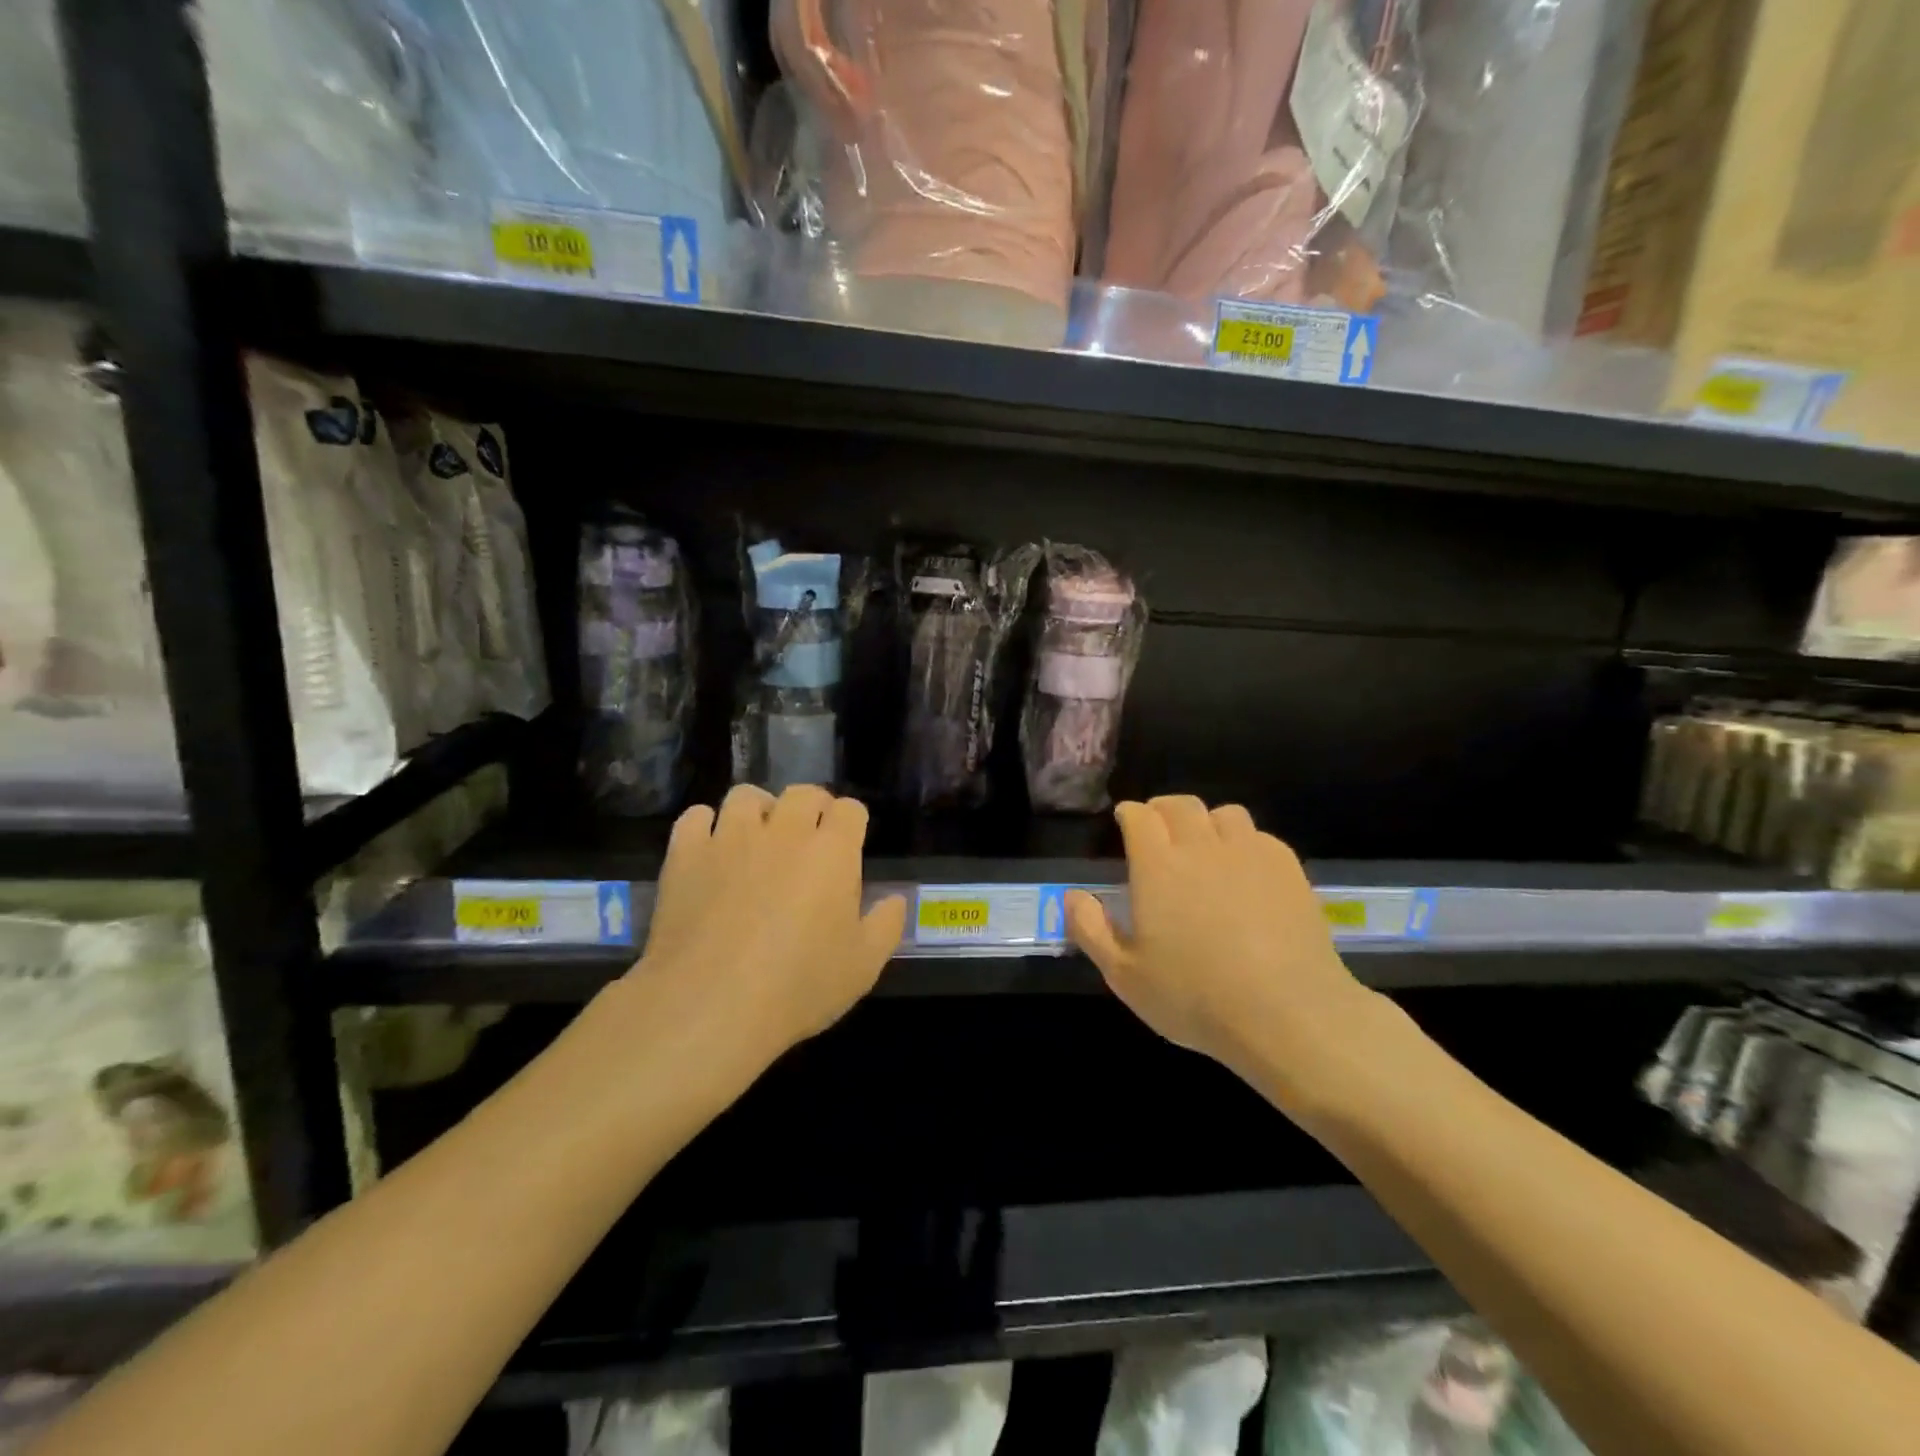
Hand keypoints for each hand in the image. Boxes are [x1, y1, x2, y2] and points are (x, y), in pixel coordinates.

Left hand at [637, 785, 907, 1058]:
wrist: (710, 1004)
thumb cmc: (798, 987)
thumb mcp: (863, 966)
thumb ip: (886, 925)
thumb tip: (896, 899)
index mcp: (832, 851)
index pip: (850, 809)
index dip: (851, 823)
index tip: (848, 844)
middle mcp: (784, 831)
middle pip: (802, 793)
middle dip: (811, 808)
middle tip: (807, 838)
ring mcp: (731, 838)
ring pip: (747, 795)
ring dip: (758, 810)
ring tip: (757, 838)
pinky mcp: (686, 854)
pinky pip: (696, 817)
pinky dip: (705, 826)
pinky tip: (710, 849)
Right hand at [1065, 797, 1371, 1084]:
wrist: (1288, 1014)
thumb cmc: (1195, 997)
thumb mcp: (1124, 976)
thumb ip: (1090, 930)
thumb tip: (1072, 895)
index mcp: (1158, 866)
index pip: (1140, 816)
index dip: (1130, 814)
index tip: (1125, 821)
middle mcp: (1202, 847)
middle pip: (1181, 805)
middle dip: (1163, 809)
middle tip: (1158, 827)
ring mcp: (1250, 854)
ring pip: (1225, 814)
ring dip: (1207, 822)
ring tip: (1204, 846)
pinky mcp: (1289, 870)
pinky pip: (1261, 837)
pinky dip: (1245, 843)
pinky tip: (1245, 871)